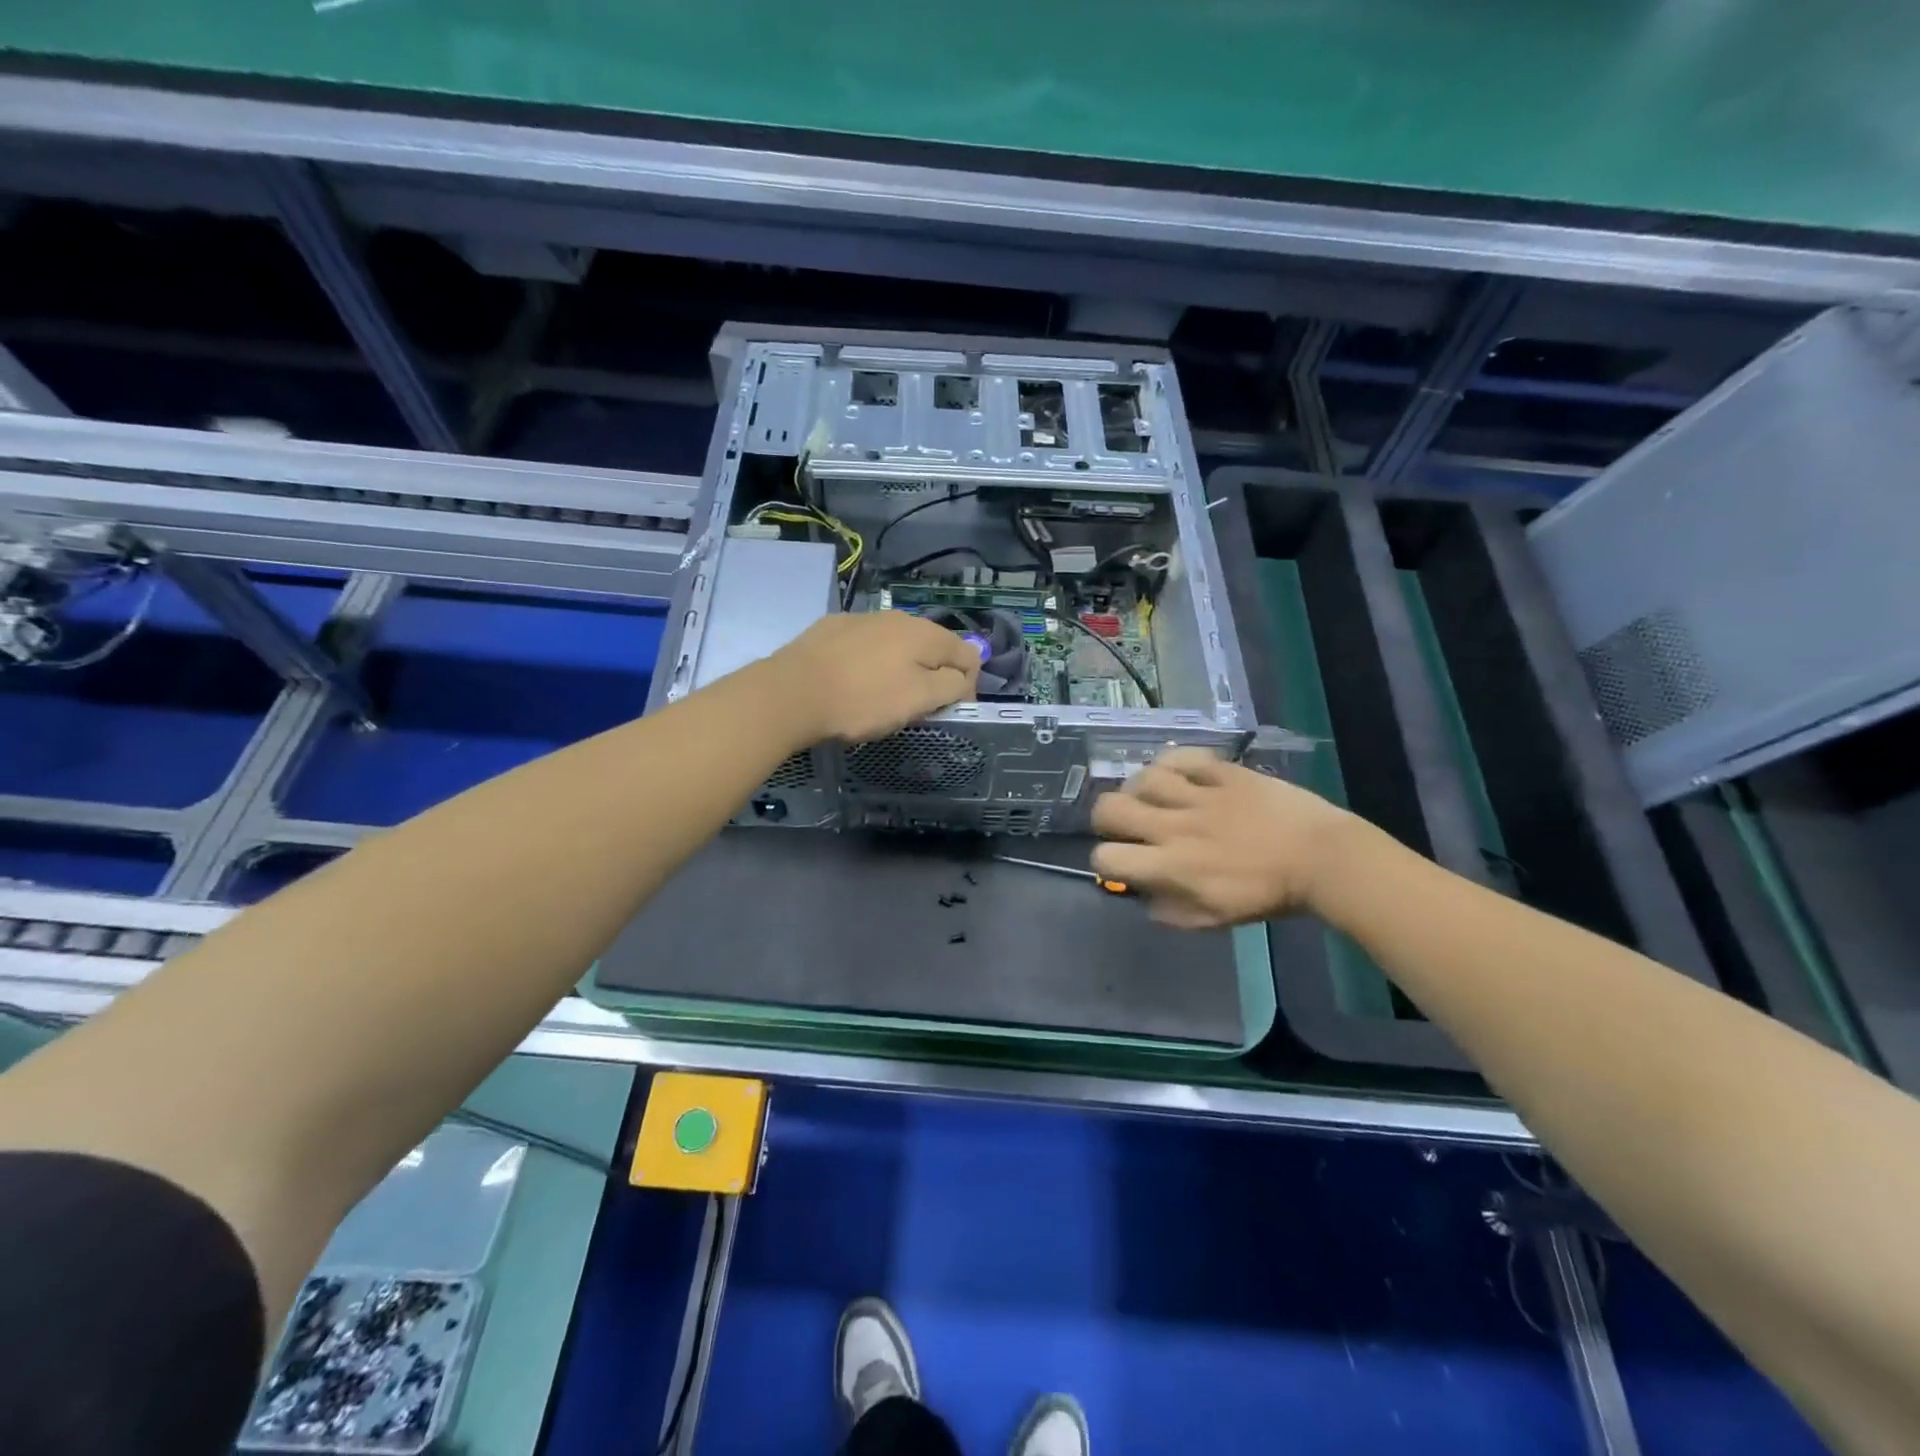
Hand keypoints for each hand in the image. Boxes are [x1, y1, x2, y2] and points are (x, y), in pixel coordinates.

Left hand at [771, 610, 980, 742]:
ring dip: (902, 668)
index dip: (967, 686)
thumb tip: (963, 675)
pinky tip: (853, 682)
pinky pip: (865, 645)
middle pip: (932, 647)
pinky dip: (870, 662)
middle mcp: (898, 617)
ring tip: (883, 697)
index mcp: (925, 633)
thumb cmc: (863, 700)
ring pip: (897, 644)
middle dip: (934, 676)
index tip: (948, 713)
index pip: (967, 655)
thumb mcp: (919, 700)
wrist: (791, 692)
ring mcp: (862, 619)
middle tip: (917, 708)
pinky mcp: (831, 628)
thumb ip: (952, 685)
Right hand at [1091, 748, 1357, 927]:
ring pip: (1141, 778)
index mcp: (1171, 866)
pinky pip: (1181, 757)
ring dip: (1139, 788)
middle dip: (1107, 818)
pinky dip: (1171, 763)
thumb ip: (1172, 912)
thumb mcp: (1216, 919)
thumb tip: (1144, 899)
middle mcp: (1174, 827)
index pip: (1107, 857)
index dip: (1105, 860)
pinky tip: (1177, 774)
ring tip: (1154, 796)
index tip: (1124, 861)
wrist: (1322, 859)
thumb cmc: (1269, 894)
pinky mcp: (1221, 772)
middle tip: (1126, 824)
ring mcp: (1198, 795)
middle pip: (1110, 809)